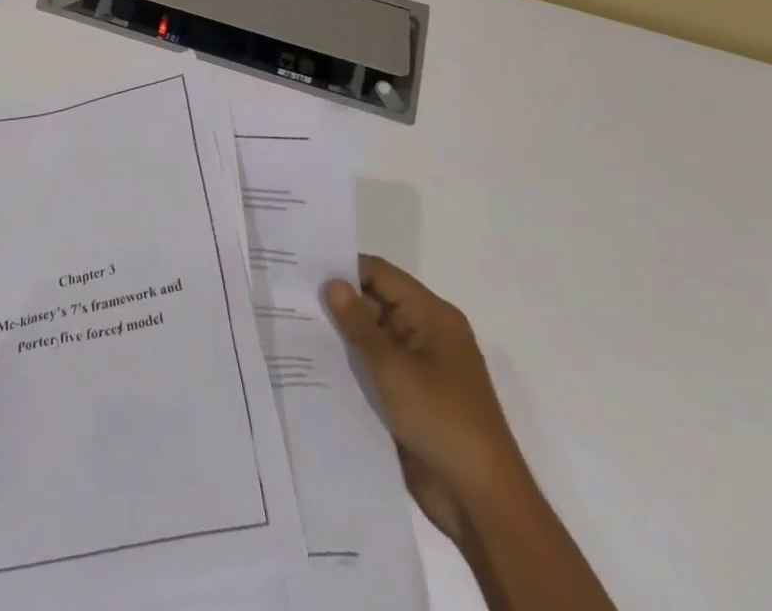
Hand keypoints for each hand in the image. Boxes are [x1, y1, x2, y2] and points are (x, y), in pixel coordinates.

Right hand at [323, 256, 526, 543]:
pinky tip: (318, 369)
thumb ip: (358, 323)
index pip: (382, 275)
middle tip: (291, 300)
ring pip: (374, 339)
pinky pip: (378, 371)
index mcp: (432, 315)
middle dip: (339, 304)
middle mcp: (427, 334)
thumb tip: (332, 282)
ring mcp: (421, 368)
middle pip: (377, 304)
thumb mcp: (393, 367)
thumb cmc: (440, 419)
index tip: (305, 271)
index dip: (346, 269)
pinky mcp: (412, 399)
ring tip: (295, 331)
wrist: (480, 501)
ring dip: (344, 339)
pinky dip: (354, 368)